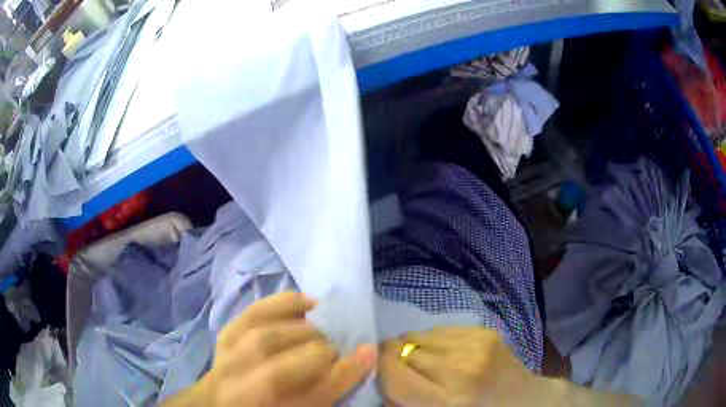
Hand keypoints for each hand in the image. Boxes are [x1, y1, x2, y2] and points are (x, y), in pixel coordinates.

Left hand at [166, 292, 375, 406]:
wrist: (224, 400)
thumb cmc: (272, 404)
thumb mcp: (303, 406)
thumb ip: (327, 387)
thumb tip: (363, 355)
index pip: (308, 398)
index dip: (343, 376)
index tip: (368, 354)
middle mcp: (239, 393)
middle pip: (278, 373)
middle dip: (316, 353)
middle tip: (333, 349)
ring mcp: (226, 362)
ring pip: (261, 338)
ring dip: (300, 328)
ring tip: (318, 327)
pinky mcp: (224, 338)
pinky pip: (250, 315)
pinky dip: (279, 304)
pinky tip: (303, 301)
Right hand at [379, 327, 533, 406]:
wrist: (523, 400)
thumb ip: (402, 402)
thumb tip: (379, 377)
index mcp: (444, 401)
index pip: (393, 373)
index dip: (379, 366)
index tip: (376, 366)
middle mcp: (459, 369)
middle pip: (404, 349)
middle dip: (394, 354)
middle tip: (398, 364)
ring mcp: (475, 345)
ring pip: (420, 334)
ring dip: (413, 345)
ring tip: (423, 357)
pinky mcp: (485, 332)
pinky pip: (442, 329)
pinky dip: (434, 340)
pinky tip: (444, 351)